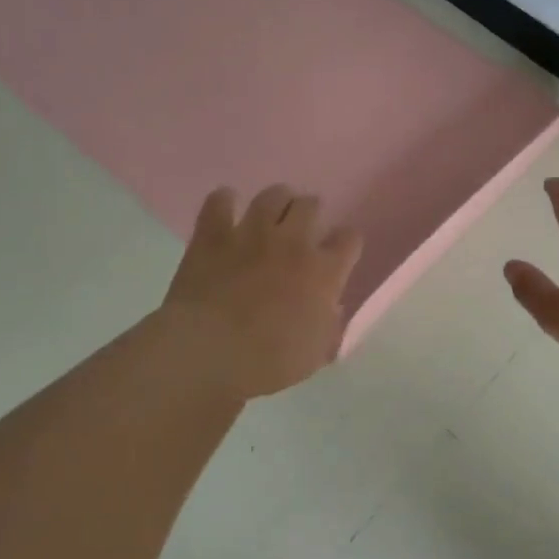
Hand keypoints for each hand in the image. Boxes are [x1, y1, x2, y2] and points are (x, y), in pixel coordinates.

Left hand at [159, 184, 363, 398]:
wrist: (209, 353)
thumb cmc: (269, 362)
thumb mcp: (315, 354)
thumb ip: (329, 325)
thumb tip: (331, 307)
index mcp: (324, 271)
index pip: (349, 239)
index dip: (346, 243)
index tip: (341, 252)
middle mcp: (293, 242)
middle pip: (311, 205)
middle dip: (312, 212)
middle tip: (304, 227)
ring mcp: (251, 234)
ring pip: (273, 196)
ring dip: (277, 200)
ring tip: (273, 212)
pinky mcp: (213, 235)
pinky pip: (220, 202)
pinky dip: (225, 201)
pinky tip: (226, 207)